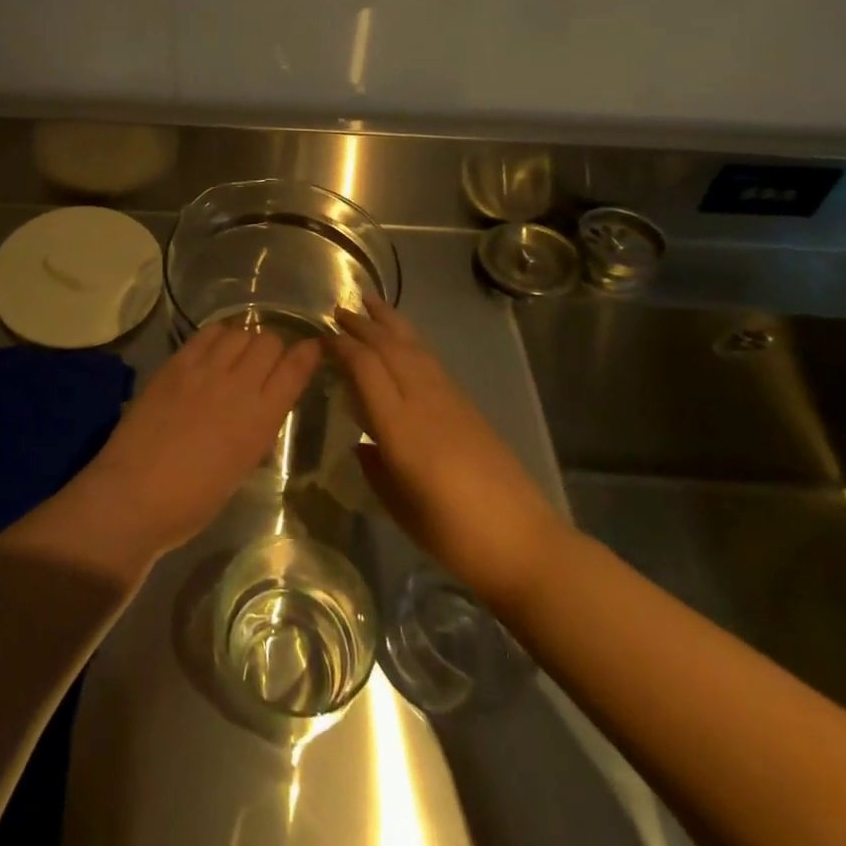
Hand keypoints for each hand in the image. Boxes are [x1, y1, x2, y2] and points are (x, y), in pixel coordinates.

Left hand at [66, 322, 321, 567]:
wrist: (135, 494)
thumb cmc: (193, 500)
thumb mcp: (241, 466)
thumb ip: (255, 429)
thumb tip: (259, 406)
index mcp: (261, 419)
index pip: (296, 368)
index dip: (308, 353)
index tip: (311, 349)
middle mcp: (238, 385)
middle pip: (269, 341)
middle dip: (275, 347)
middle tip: (266, 361)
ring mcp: (205, 370)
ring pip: (240, 331)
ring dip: (246, 339)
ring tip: (238, 353)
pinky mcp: (177, 363)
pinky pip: (207, 333)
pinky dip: (218, 335)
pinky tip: (214, 347)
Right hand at [333, 297, 565, 613]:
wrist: (524, 543)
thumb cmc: (453, 535)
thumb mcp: (398, 506)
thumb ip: (375, 469)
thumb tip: (363, 446)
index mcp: (399, 426)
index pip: (365, 367)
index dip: (342, 347)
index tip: (321, 337)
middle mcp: (423, 401)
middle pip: (390, 347)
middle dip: (363, 324)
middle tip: (339, 309)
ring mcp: (449, 399)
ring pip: (415, 347)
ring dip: (390, 322)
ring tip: (371, 302)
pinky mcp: (468, 405)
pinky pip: (431, 361)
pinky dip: (411, 342)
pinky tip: (404, 341)